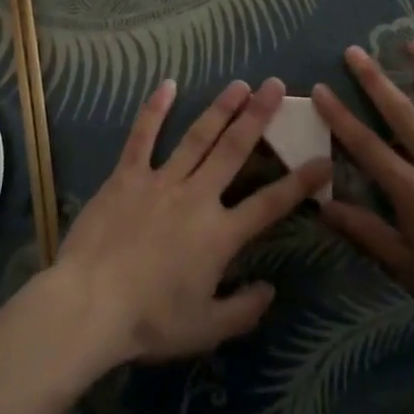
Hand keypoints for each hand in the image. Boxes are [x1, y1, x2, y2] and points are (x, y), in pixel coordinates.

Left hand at [46, 77, 329, 370]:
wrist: (90, 304)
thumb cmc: (150, 321)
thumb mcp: (205, 329)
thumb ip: (243, 310)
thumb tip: (271, 290)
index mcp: (220, 234)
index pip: (270, 204)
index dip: (300, 182)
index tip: (323, 159)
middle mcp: (197, 196)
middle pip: (234, 150)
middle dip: (259, 117)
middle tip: (276, 86)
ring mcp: (161, 181)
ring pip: (198, 136)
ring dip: (221, 108)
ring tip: (240, 84)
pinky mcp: (128, 175)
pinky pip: (143, 137)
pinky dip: (154, 110)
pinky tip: (167, 84)